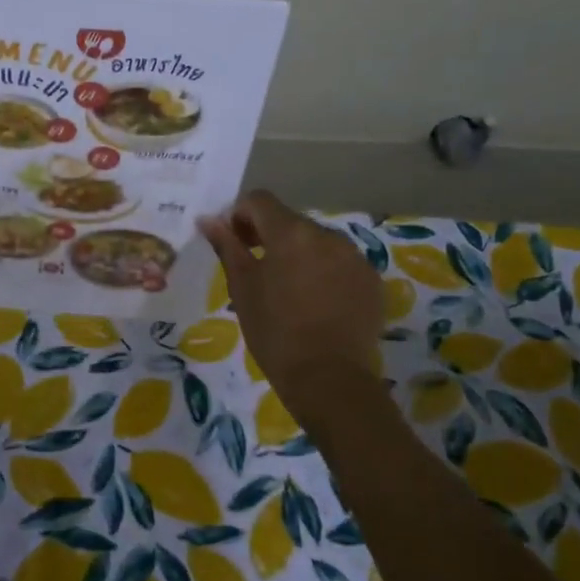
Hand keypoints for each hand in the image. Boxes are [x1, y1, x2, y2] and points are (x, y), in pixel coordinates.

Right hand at [199, 190, 386, 427]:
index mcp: (290, 232)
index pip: (259, 200)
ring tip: (289, 291)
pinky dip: (324, 272)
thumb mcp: (242, 288)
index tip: (233, 243)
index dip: (240, 216)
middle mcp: (326, 234)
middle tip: (256, 270)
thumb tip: (208, 219)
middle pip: (289, 220)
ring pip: (316, 242)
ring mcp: (354, 256)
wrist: (330, 379)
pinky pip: (339, 263)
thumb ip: (227, 246)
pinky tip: (316, 304)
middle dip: (269, 236)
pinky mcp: (371, 280)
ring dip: (298, 254)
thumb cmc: (275, 332)